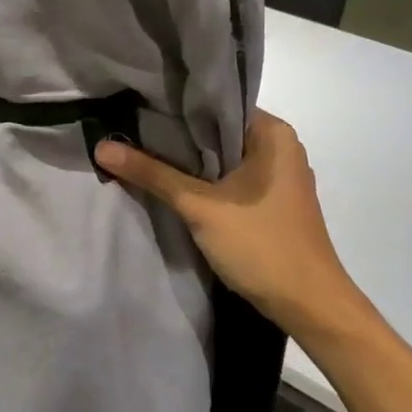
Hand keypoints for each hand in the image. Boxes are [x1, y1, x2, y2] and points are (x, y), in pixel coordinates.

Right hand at [94, 111, 370, 341]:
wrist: (310, 306)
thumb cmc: (261, 245)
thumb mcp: (199, 206)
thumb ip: (152, 173)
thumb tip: (101, 147)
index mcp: (273, 133)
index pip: (216, 104)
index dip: (174, 107)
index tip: (136, 107)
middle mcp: (280, 147)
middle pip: (217, 132)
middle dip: (176, 136)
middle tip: (128, 130)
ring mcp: (278, 177)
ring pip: (222, 159)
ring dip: (188, 162)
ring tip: (141, 153)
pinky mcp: (272, 203)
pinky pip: (231, 180)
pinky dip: (204, 181)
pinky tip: (172, 185)